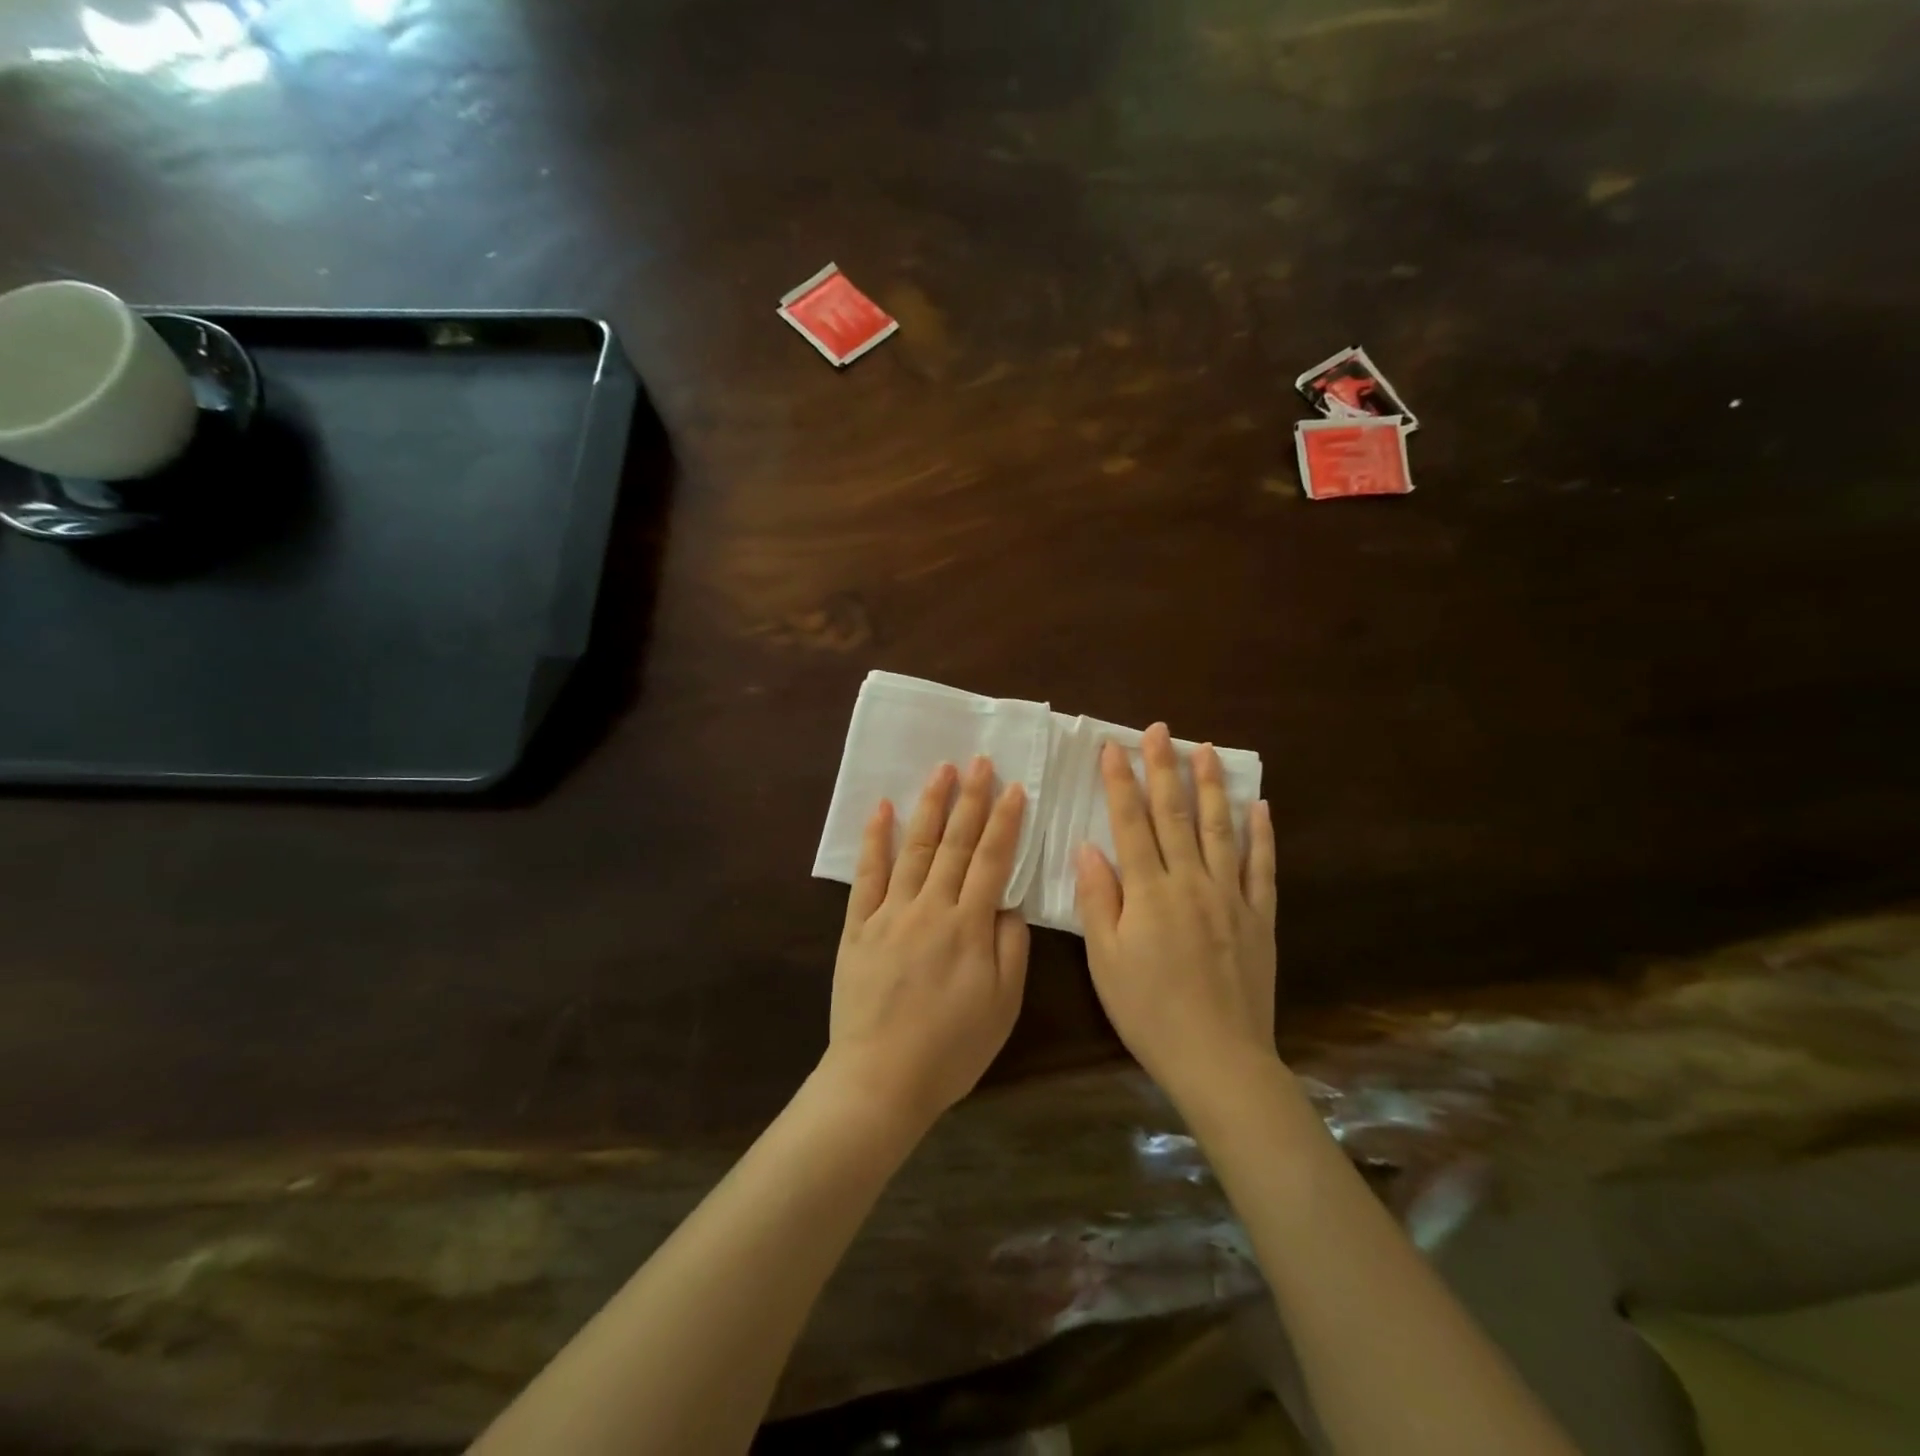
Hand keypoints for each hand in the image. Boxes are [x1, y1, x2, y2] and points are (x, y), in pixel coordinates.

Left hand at [824, 757, 1030, 1130]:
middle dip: (970, 799)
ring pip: (914, 848)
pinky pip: (866, 874)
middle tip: (979, 761)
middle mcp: (930, 908)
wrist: (880, 1080)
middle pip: (954, 844)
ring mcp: (889, 913)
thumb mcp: (1002, 1006)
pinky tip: (883, 809)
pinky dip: (875, 839)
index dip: (1004, 822)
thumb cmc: (951, 1049)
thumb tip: (1009, 903)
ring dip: (929, 806)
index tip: (1013, 788)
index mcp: (969, 927)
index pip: (991, 861)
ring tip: (941, 770)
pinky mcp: (857, 925)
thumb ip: (1011, 949)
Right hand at [1075, 724, 1278, 1112]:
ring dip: (1211, 786)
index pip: (1130, 823)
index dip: (1120, 782)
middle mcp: (1191, 882)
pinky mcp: (1260, 917)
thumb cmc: (1149, 1011)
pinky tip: (1259, 806)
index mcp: (1150, 892)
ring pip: (1220, 829)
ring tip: (1205, 750)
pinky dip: (1262, 834)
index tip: (1112, 747)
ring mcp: (1231, 897)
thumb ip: (1099, 900)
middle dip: (1163, 768)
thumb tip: (1089, 848)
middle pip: (1175, 814)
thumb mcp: (1105, 961)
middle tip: (1160, 731)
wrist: (1219, 1058)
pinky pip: (1262, 867)